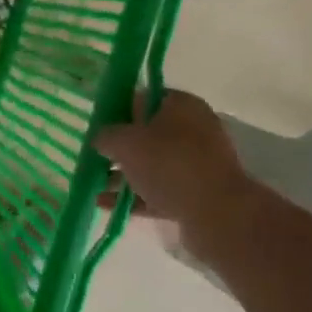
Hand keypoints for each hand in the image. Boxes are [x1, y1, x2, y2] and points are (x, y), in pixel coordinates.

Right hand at [96, 91, 252, 238]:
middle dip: (120, 146)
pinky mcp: (196, 194)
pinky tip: (106, 204)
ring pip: (153, 165)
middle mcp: (194, 130)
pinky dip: (134, 196)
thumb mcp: (126, 142)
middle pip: (148, 134)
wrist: (217, 213)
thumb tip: (100, 137)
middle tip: (94, 155)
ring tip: (93, 183)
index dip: (118, 109)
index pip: (145, 98)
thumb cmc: (169, 164)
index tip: (97, 125)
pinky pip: (158, 190)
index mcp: (182, 105)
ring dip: (124, 174)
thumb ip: (106, 136)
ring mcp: (197, 164)